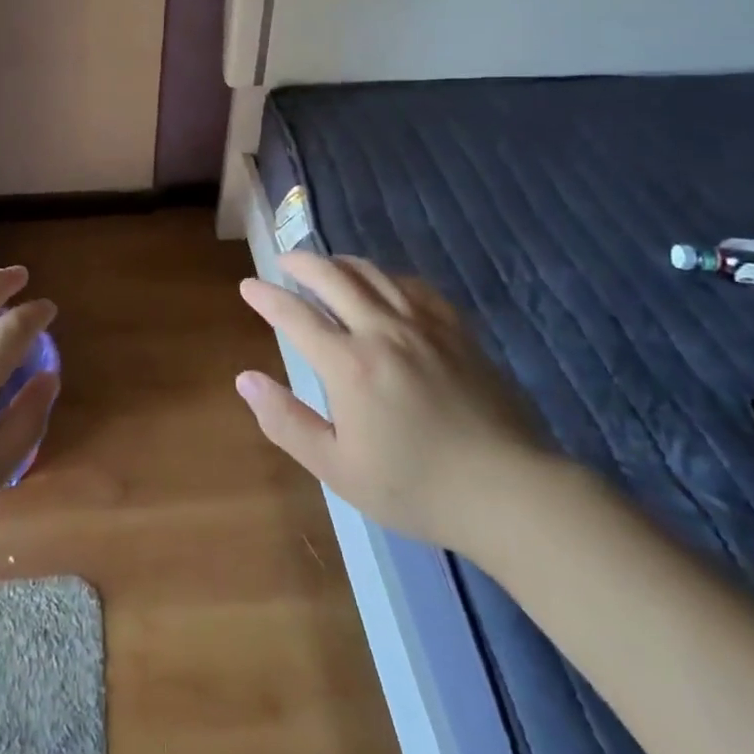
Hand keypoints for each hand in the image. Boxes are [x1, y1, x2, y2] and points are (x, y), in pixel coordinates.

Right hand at [236, 252, 556, 559]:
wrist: (508, 492)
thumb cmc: (415, 488)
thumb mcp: (338, 468)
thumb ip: (287, 421)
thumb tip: (245, 379)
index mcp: (348, 365)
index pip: (295, 315)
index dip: (267, 297)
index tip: (249, 286)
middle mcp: (381, 330)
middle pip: (333, 277)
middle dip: (301, 263)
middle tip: (283, 261)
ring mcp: (423, 325)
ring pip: (373, 274)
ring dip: (341, 262)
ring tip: (325, 264)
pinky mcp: (455, 330)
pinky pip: (414, 286)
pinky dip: (387, 276)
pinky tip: (384, 284)